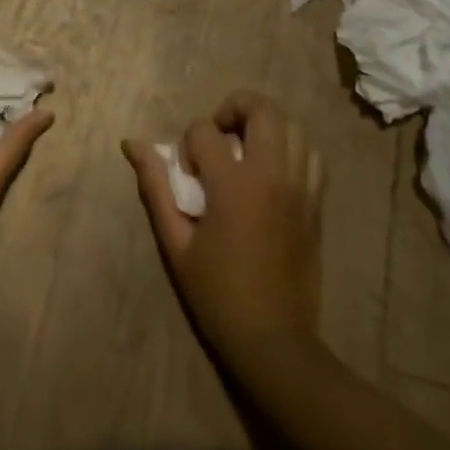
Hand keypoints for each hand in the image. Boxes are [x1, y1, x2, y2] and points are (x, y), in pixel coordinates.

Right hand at [124, 93, 325, 383]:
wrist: (275, 342)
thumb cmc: (217, 294)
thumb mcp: (175, 243)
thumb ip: (155, 187)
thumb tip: (132, 144)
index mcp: (234, 185)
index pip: (205, 130)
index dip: (188, 142)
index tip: (187, 173)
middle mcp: (272, 176)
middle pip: (263, 109)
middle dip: (234, 107)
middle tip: (218, 133)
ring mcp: (301, 189)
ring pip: (293, 127)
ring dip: (265, 126)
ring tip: (245, 149)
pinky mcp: (317, 205)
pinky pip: (311, 156)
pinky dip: (291, 149)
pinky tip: (271, 170)